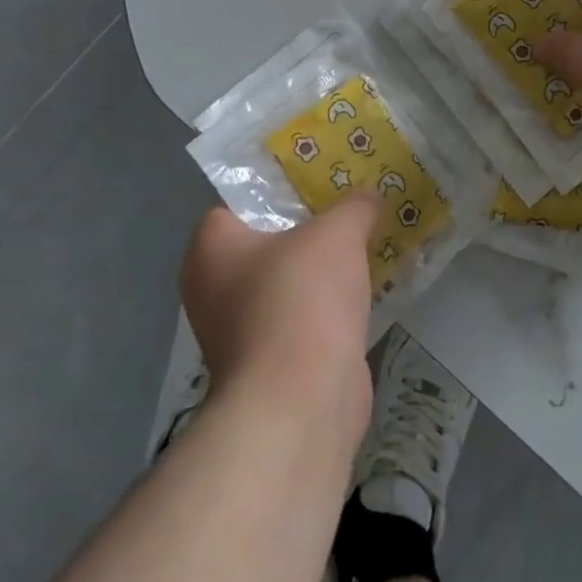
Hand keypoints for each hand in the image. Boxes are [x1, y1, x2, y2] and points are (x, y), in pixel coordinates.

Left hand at [181, 190, 379, 429]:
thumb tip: (369, 196)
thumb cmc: (302, 298)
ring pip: (287, 284)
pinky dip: (329, 307)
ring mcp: (240, 333)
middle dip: (309, 228)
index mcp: (211, 250)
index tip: (318, 180)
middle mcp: (214, 290)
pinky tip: (367, 290)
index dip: (277, 189)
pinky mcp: (272, 365)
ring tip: (366, 242)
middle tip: (350, 207)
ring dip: (322, 271)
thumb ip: (354, 206)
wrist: (302, 401)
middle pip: (267, 243)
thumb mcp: (337, 232)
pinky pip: (304, 319)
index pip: (238, 204)